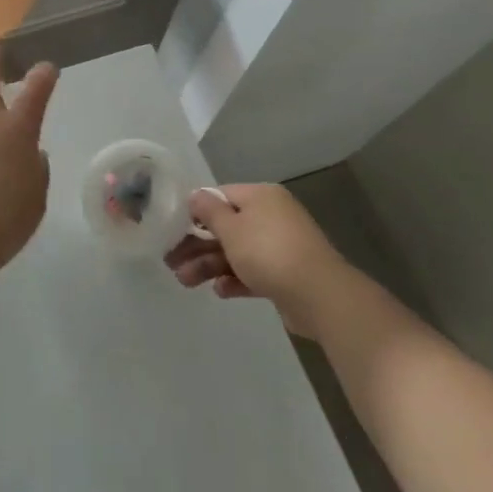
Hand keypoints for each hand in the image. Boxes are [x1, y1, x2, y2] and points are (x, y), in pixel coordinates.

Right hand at [164, 183, 347, 337]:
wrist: (321, 296)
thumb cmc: (269, 252)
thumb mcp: (231, 227)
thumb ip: (209, 211)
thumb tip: (195, 195)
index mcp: (260, 196)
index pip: (220, 196)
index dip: (196, 212)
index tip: (175, 229)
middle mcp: (271, 216)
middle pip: (226, 227)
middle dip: (197, 245)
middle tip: (172, 262)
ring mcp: (280, 246)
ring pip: (237, 252)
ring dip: (209, 265)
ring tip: (185, 282)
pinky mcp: (286, 275)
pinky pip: (253, 272)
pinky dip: (235, 279)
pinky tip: (220, 291)